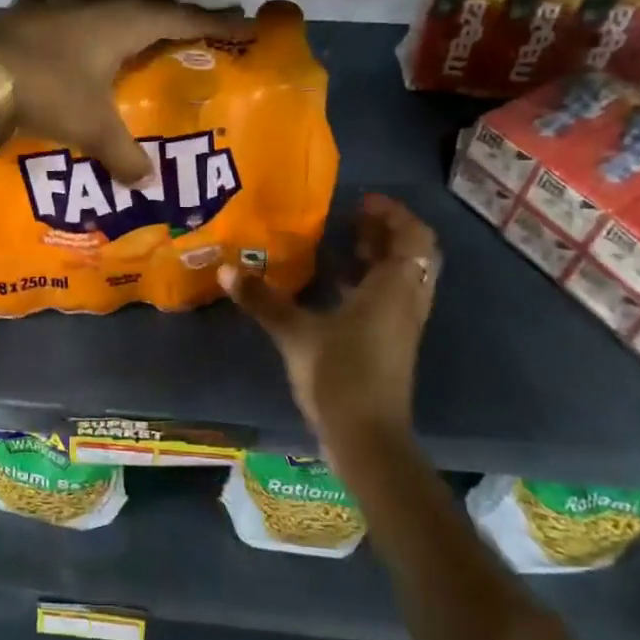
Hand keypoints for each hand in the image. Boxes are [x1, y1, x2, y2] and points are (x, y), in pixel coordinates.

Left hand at [0, 0, 249, 182]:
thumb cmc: (46, 93)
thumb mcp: (91, 128)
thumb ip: (124, 155)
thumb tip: (147, 184)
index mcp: (122, 24)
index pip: (179, 20)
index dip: (212, 22)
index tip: (244, 22)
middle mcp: (95, 4)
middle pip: (145, 0)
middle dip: (173, 9)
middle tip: (194, 19)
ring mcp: (58, 3)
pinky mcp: (26, 11)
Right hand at [222, 194, 438, 449]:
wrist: (367, 438)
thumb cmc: (339, 375)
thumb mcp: (295, 333)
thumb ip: (263, 299)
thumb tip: (226, 270)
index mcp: (394, 288)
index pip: (412, 236)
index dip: (392, 214)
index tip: (362, 201)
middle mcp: (407, 301)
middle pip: (413, 254)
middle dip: (386, 232)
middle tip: (352, 218)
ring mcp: (403, 326)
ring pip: (403, 278)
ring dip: (380, 257)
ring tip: (344, 244)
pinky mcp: (393, 345)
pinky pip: (391, 299)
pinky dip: (372, 283)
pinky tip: (336, 287)